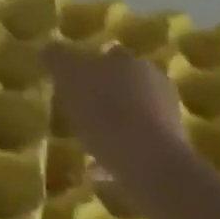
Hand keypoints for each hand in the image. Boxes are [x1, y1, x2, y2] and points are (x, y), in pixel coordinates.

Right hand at [43, 43, 185, 192]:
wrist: (151, 165)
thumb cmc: (107, 114)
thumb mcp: (70, 79)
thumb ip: (58, 60)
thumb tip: (48, 47)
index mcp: (128, 61)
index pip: (107, 54)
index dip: (88, 67)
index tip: (72, 83)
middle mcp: (152, 82)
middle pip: (123, 84)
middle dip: (104, 95)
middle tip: (79, 112)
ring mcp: (166, 115)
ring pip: (132, 114)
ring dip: (113, 125)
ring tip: (88, 144)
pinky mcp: (171, 147)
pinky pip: (138, 145)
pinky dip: (119, 152)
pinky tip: (99, 171)